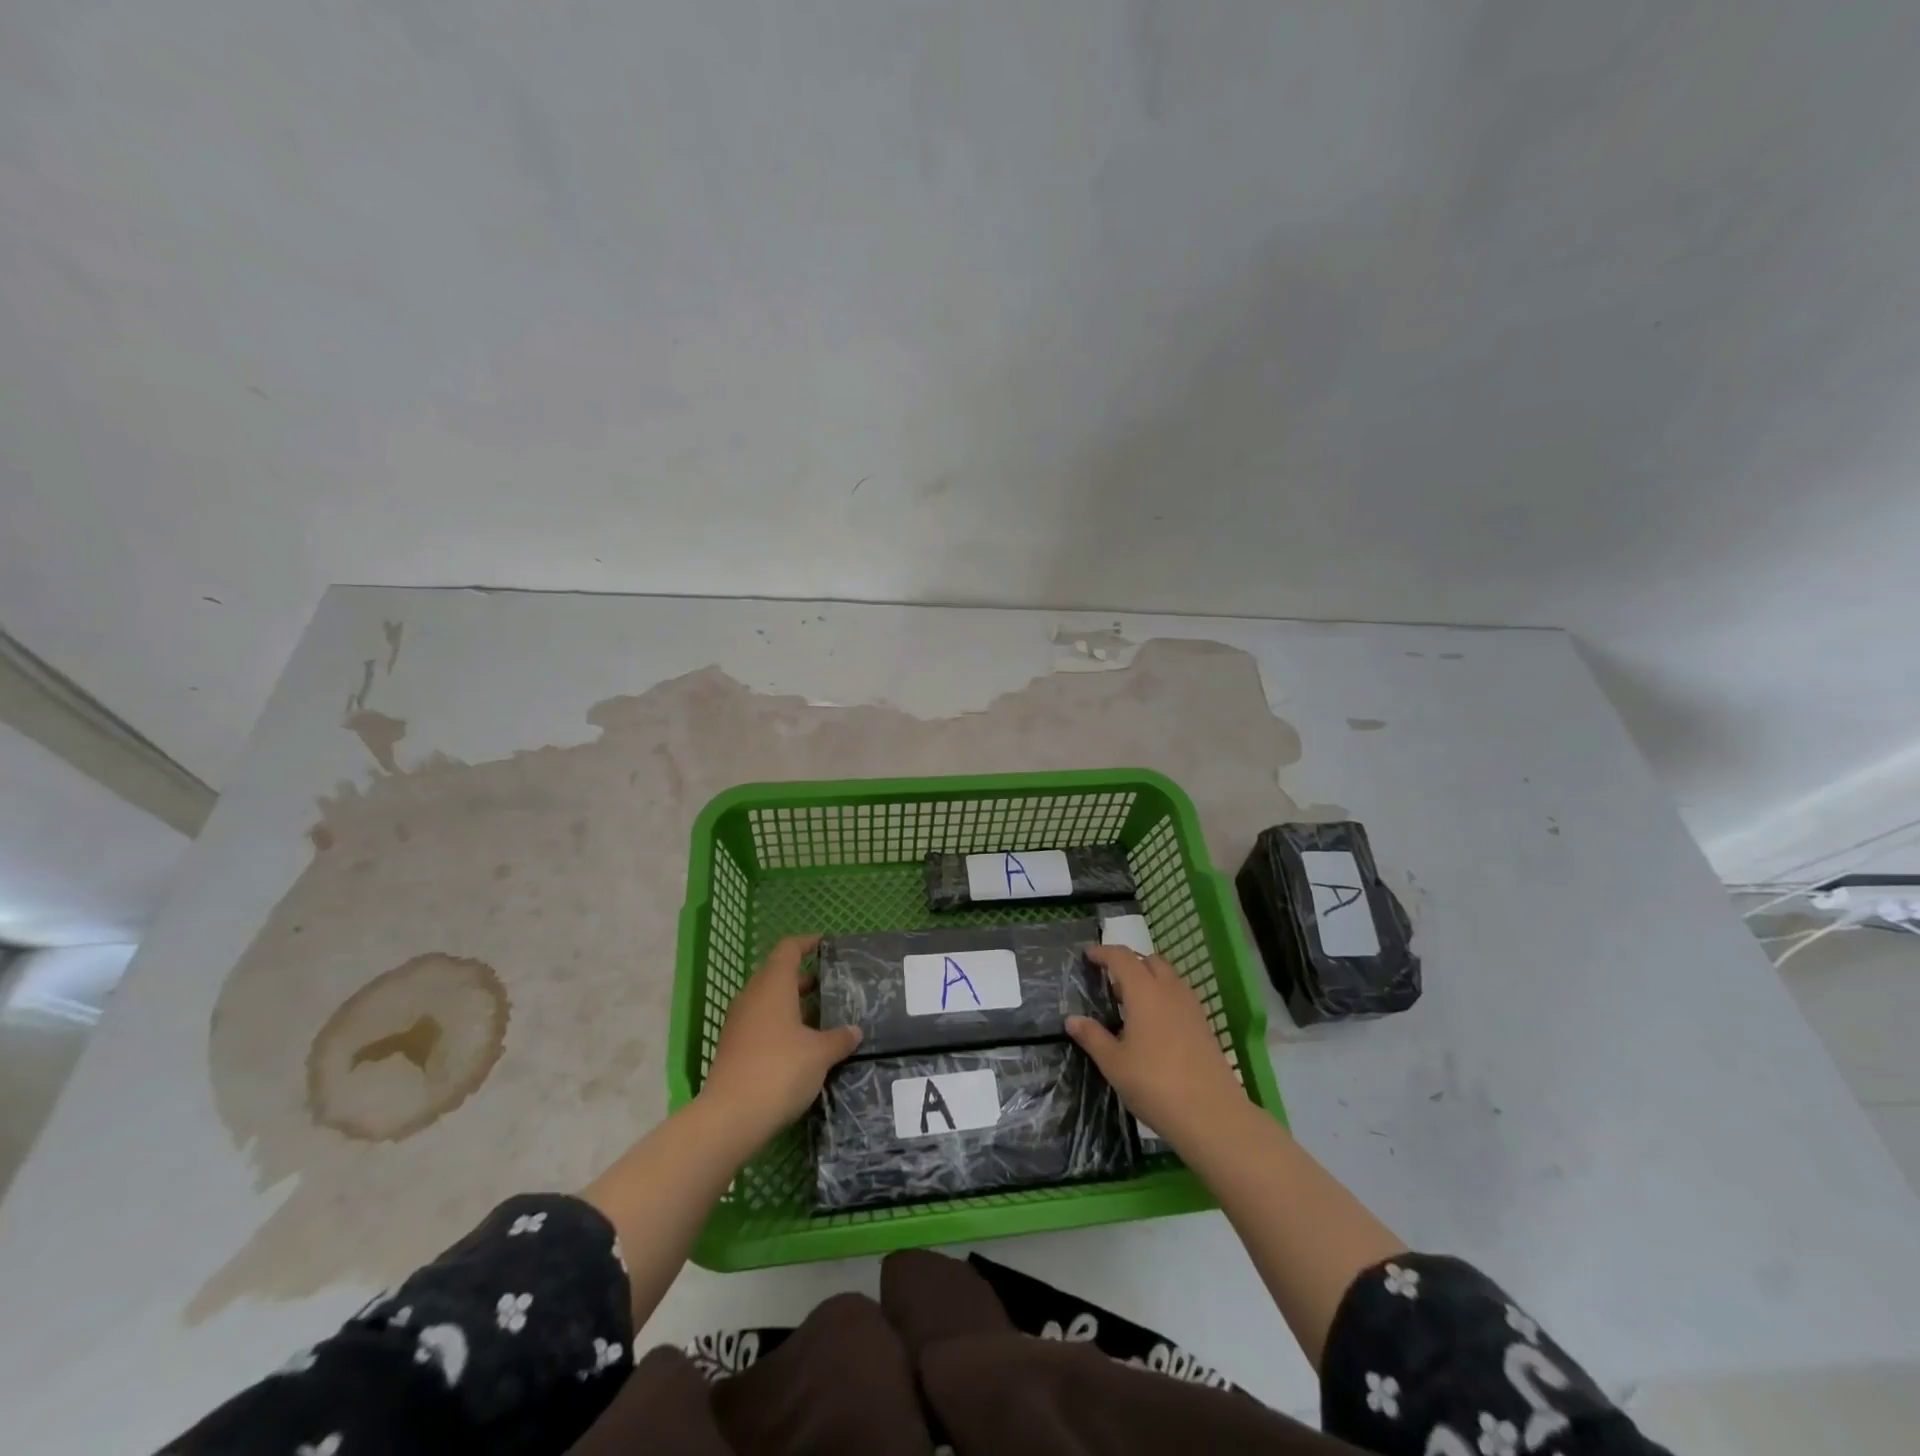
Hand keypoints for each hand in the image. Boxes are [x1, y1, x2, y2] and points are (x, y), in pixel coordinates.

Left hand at [698, 934, 861, 1141]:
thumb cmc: (780, 1070)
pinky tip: (800, 1046)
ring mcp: (739, 1023)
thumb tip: (855, 1031)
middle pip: (778, 975)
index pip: (788, 949)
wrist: (730, 1118)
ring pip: (768, 1001)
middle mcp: (752, 996)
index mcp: (773, 985)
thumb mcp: (820, 1054)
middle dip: (804, 979)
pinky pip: (760, 1023)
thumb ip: (839, 1039)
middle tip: (831, 989)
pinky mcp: (733, 1047)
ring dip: (792, 1005)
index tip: (825, 946)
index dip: (807, 943)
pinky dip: (780, 1025)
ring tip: (821, 1019)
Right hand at [1067, 944, 1246, 1147]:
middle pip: (1150, 961)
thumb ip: (1092, 1037)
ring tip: (1131, 1005)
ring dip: (1149, 980)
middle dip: (1130, 964)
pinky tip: (1154, 1026)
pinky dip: (1164, 997)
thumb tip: (1072, 1020)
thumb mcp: (1114, 1063)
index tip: (1089, 955)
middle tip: (1111, 983)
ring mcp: (1191, 1007)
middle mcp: (1170, 990)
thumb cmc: (1154, 1084)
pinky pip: (1180, 997)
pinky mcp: (1204, 1025)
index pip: (1122, 957)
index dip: (1104, 952)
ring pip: (1168, 978)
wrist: (1212, 1114)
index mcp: (1144, 991)